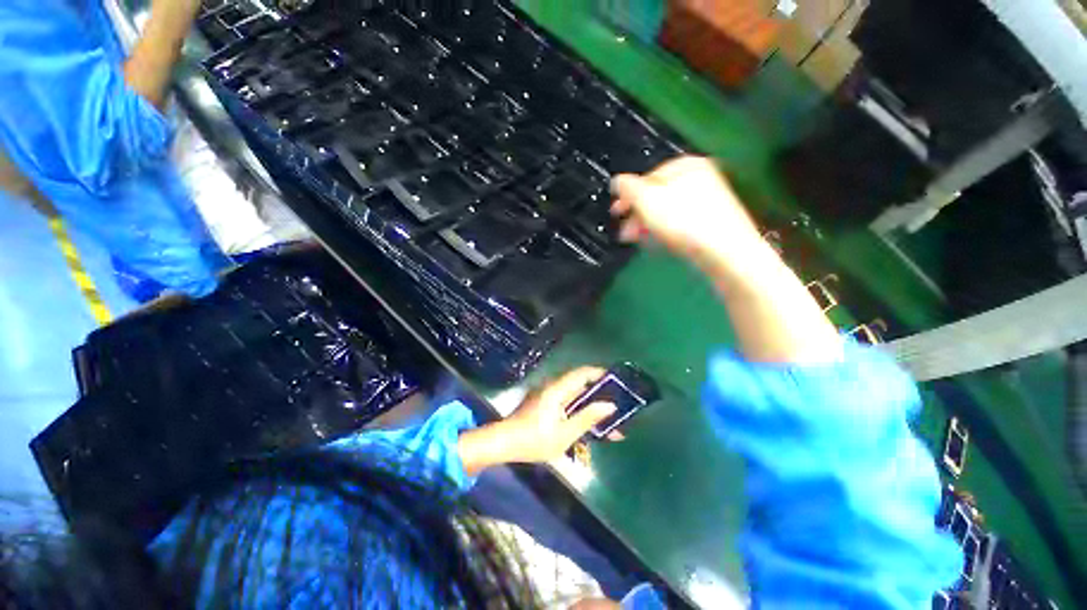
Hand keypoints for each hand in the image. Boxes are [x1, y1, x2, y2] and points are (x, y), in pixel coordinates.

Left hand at [458, 368, 618, 474]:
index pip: (582, 373)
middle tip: (617, 405)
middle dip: (599, 395)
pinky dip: (579, 411)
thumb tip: (610, 406)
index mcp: (557, 389)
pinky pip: (567, 403)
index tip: (616, 379)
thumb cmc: (534, 440)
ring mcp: (548, 395)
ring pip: (575, 395)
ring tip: (608, 421)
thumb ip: (587, 418)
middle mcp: (553, 387)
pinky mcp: (545, 404)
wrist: (504, 443)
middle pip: (580, 385)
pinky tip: (589, 426)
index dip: (599, 373)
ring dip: (590, 406)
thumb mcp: (565, 434)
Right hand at [610, 156, 766, 271]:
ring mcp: (707, 201)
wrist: (724, 252)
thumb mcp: (647, 199)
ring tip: (637, 240)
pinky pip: (679, 223)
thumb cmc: (684, 222)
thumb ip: (628, 187)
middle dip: (637, 214)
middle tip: (625, 232)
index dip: (627, 195)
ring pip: (667, 211)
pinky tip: (658, 242)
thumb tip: (617, 181)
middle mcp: (699, 178)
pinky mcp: (710, 223)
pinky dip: (664, 231)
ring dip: (647, 224)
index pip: (647, 176)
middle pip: (657, 195)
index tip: (616, 212)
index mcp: (685, 165)